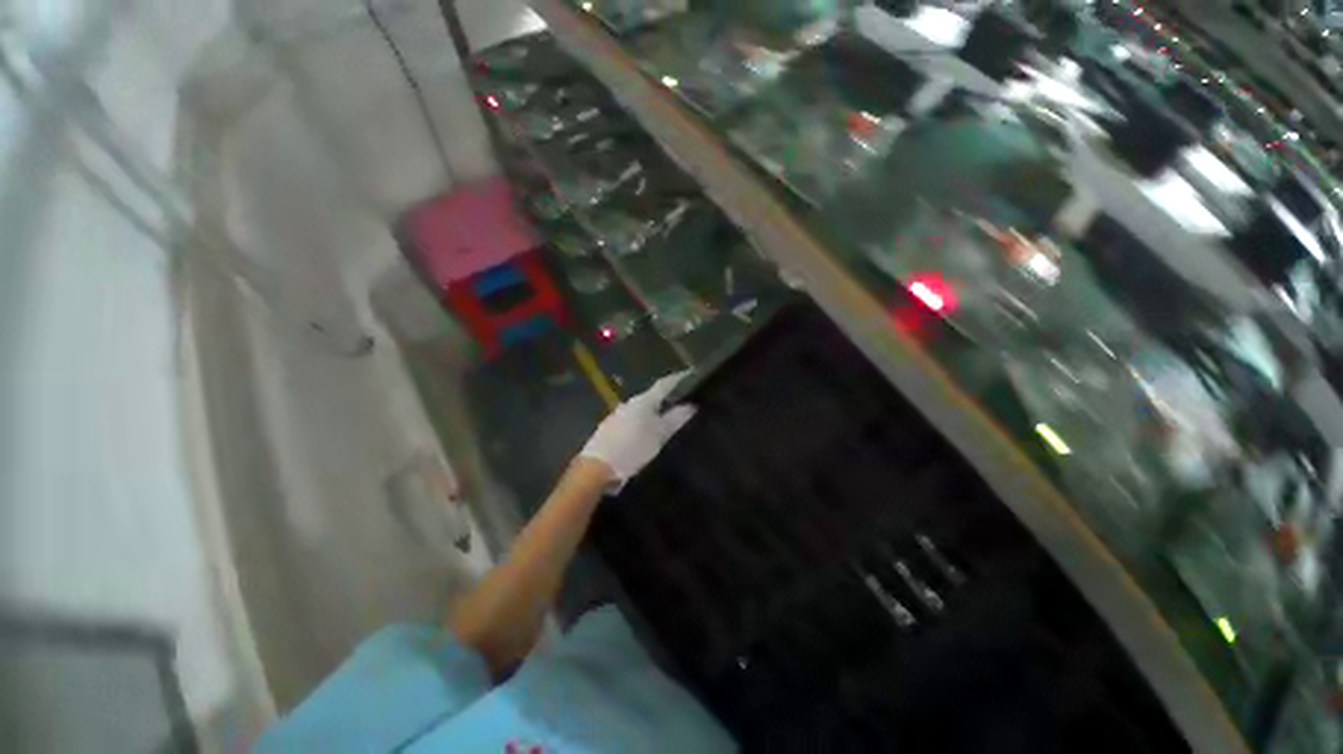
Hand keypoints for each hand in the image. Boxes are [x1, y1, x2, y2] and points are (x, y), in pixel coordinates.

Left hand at [579, 371, 696, 489]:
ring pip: (641, 409)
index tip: (691, 374)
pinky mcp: (610, 429)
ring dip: (654, 412)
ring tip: (668, 419)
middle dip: (667, 398)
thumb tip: (692, 405)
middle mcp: (629, 403)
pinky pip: (632, 420)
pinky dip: (643, 422)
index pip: (664, 384)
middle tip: (683, 401)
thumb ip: (676, 419)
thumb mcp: (659, 436)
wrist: (596, 468)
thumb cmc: (632, 449)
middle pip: (652, 396)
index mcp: (643, 401)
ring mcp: (617, 416)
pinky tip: (647, 433)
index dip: (678, 379)